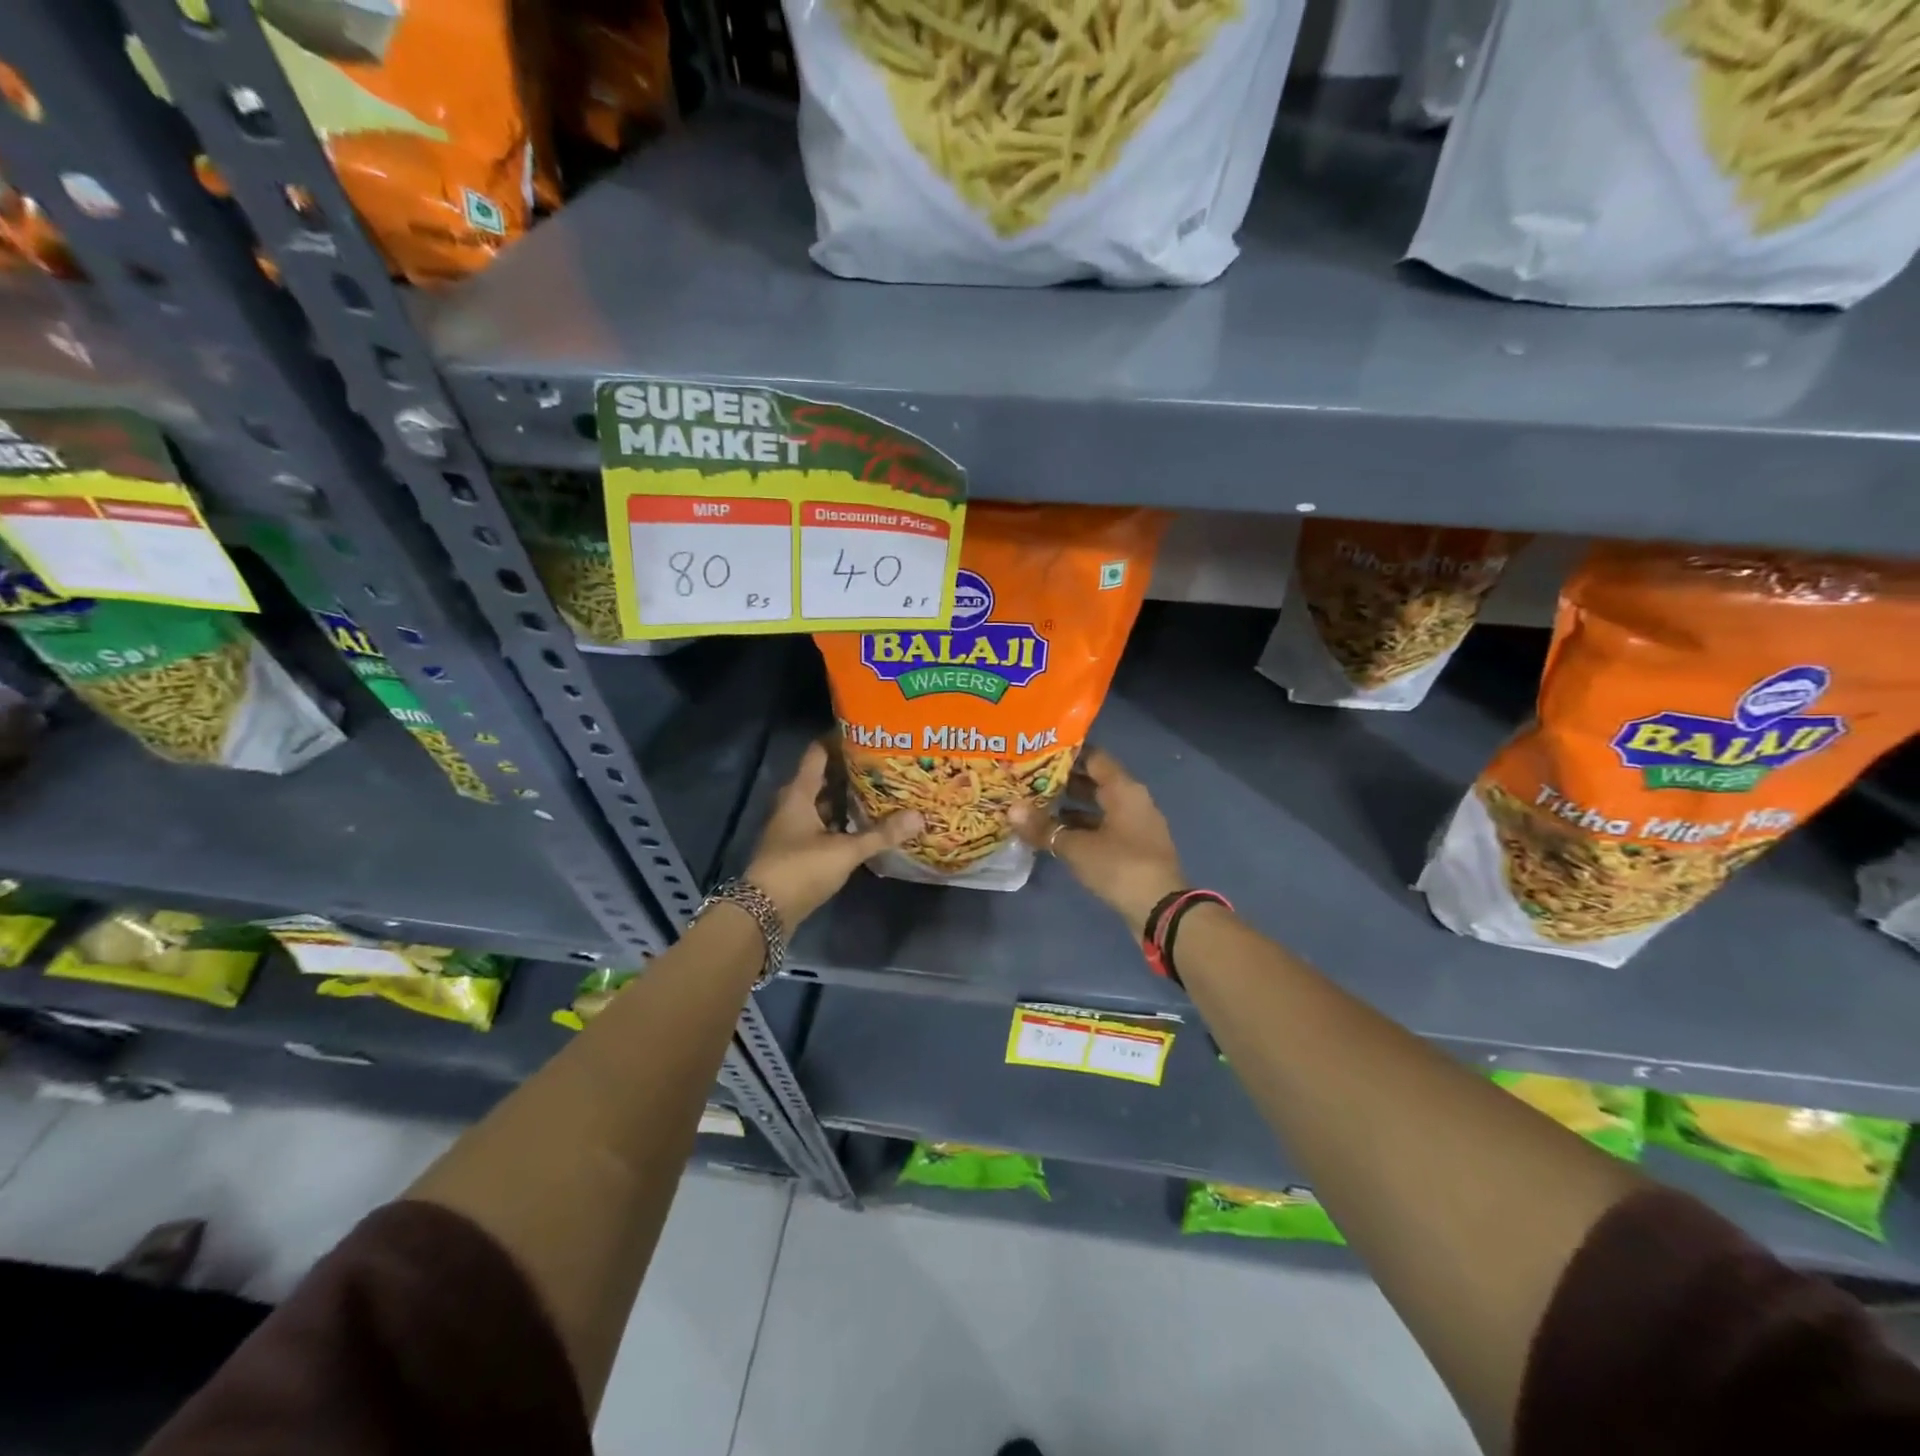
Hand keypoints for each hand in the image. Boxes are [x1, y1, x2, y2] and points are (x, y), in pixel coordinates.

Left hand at [744, 742, 922, 927]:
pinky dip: (840, 821)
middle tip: (880, 763)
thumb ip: (881, 834)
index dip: (837, 740)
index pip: (817, 753)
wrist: (765, 911)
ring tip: (878, 789)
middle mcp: (792, 805)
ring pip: (821, 803)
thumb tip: (919, 816)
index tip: (865, 732)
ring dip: (844, 798)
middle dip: (848, 770)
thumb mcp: (845, 850)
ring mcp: (792, 828)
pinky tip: (862, 824)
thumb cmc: (801, 868)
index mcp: (799, 794)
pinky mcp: (796, 849)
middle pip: (821, 778)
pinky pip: (821, 824)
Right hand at [1009, 748, 1185, 931]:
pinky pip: (1103, 827)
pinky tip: (1056, 835)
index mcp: (1124, 789)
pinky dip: (1081, 828)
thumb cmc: (1120, 866)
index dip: (1067, 753)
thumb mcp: (1076, 847)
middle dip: (1063, 781)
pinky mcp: (1133, 848)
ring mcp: (1135, 825)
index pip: (1094, 757)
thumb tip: (1012, 809)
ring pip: (1098, 807)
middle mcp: (1132, 800)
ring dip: (1070, 807)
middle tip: (1029, 779)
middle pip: (1095, 782)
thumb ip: (1044, 827)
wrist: (1160, 909)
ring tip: (1035, 806)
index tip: (1038, 753)